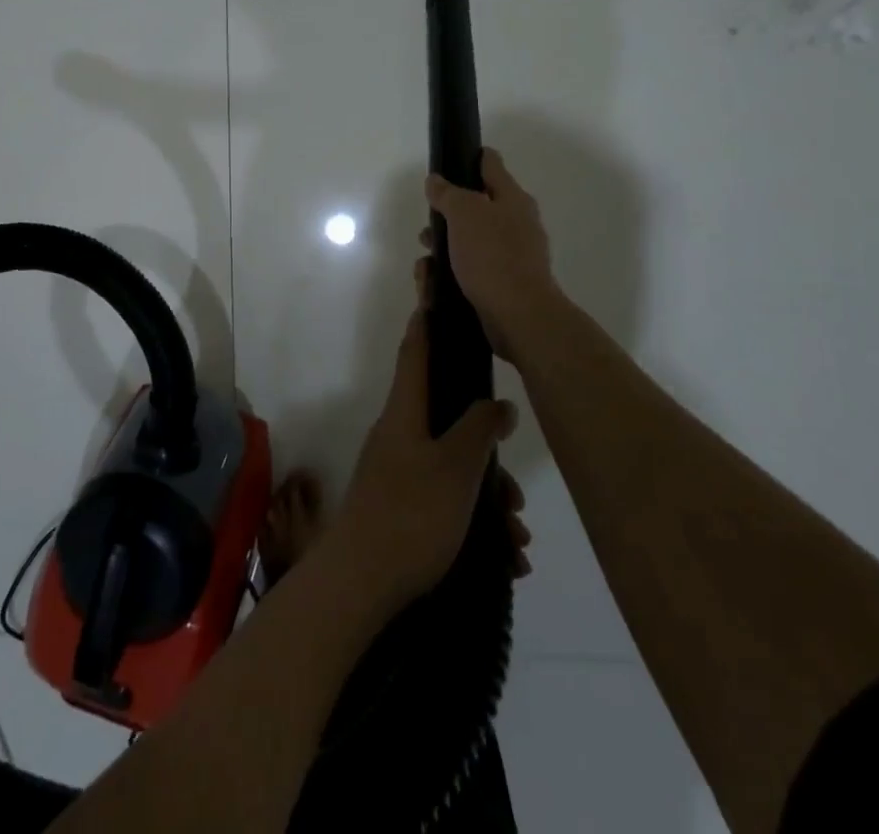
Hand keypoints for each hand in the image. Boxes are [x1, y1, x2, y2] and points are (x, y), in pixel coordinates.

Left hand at [326, 306, 518, 615]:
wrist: (361, 583)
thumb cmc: (411, 514)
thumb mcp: (456, 468)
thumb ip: (478, 429)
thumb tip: (498, 402)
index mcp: (404, 412)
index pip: (415, 352)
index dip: (427, 323)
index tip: (437, 297)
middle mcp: (398, 434)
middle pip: (447, 419)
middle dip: (486, 448)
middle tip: (515, 490)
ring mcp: (398, 471)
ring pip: (452, 467)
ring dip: (488, 497)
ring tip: (517, 538)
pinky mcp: (401, 506)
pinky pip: (445, 500)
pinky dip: (475, 522)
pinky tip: (505, 558)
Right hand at [423, 148, 565, 360]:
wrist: (520, 316)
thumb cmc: (492, 256)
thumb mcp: (465, 214)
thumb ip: (448, 194)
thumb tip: (436, 181)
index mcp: (512, 199)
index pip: (491, 165)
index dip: (469, 158)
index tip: (448, 160)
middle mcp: (516, 224)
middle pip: (476, 207)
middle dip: (447, 216)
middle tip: (428, 226)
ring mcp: (511, 256)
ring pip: (469, 242)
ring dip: (444, 249)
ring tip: (425, 265)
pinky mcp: (502, 284)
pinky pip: (470, 270)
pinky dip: (451, 274)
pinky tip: (433, 284)